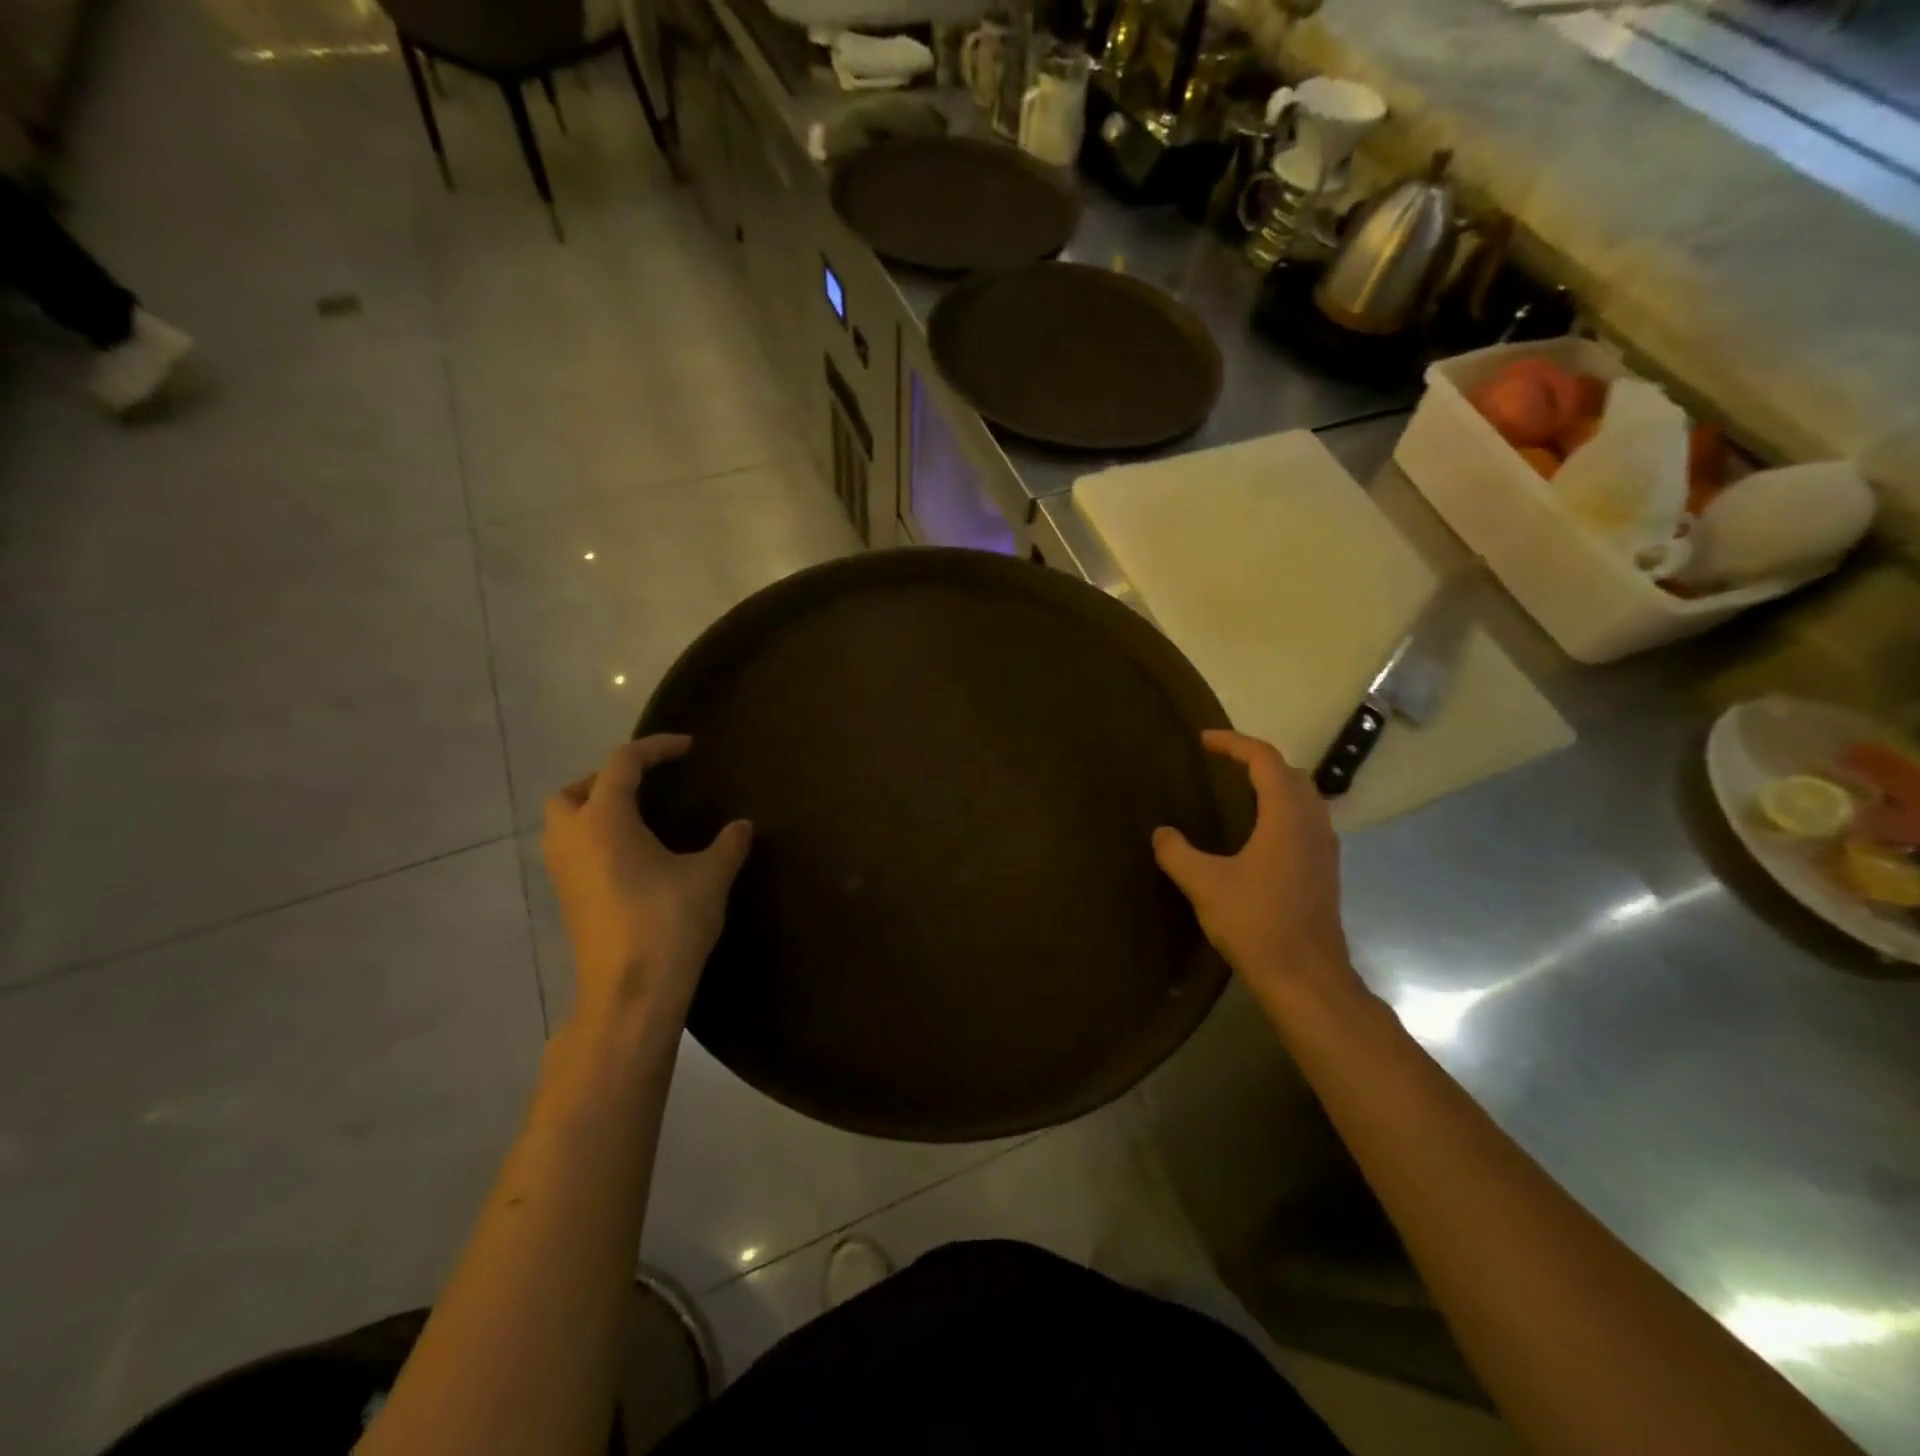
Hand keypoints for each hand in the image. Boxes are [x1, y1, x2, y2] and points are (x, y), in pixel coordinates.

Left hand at [542, 736, 752, 1029]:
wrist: (630, 992)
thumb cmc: (668, 922)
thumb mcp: (710, 877)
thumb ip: (728, 845)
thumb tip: (742, 826)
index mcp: (605, 820)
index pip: (623, 763)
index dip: (656, 748)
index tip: (688, 748)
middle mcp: (573, 838)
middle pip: (572, 791)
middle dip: (606, 779)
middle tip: (646, 785)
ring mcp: (563, 872)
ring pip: (563, 824)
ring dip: (594, 810)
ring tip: (639, 819)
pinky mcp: (567, 900)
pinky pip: (572, 851)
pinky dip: (594, 840)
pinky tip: (632, 857)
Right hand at [1153, 730, 1360, 1015]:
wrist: (1305, 978)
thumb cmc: (1256, 923)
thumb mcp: (1204, 884)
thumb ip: (1177, 853)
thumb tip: (1162, 833)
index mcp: (1286, 816)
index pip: (1265, 760)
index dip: (1234, 744)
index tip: (1204, 740)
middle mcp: (1312, 824)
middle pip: (1290, 773)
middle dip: (1256, 761)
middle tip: (1220, 764)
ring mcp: (1324, 849)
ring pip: (1303, 798)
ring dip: (1273, 785)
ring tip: (1237, 792)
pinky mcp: (1324, 871)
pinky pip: (1305, 821)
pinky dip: (1281, 810)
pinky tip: (1257, 833)